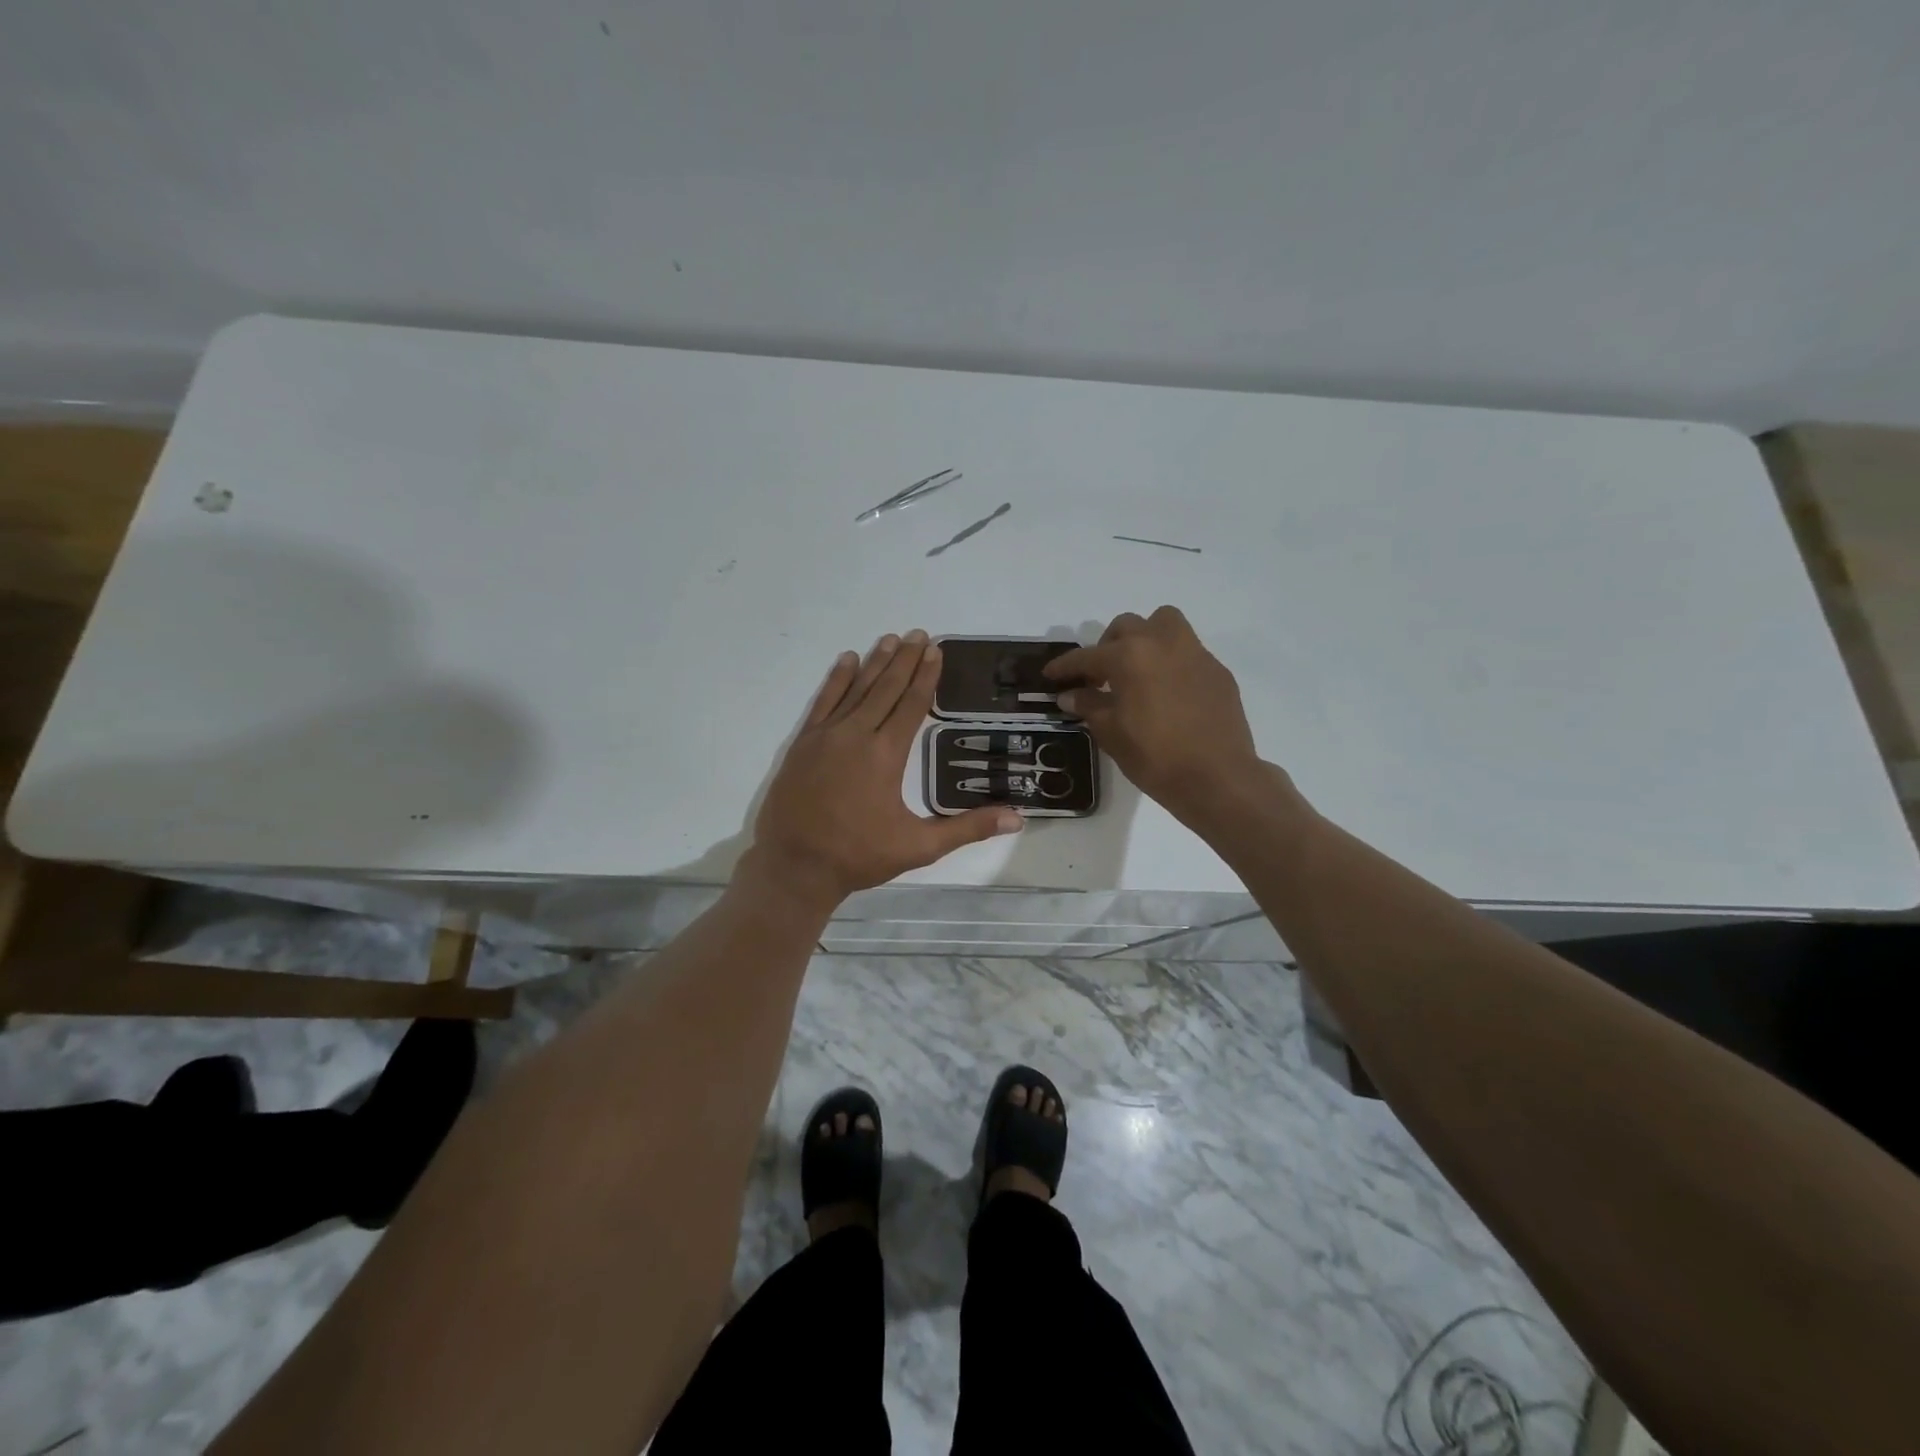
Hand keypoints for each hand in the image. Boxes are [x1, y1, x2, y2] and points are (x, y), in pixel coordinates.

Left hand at [747, 631, 1022, 911]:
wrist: (794, 866)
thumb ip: (968, 829)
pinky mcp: (803, 743)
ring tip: (890, 638)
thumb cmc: (859, 856)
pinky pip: (823, 701)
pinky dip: (836, 679)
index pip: (912, 705)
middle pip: (886, 689)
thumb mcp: (919, 846)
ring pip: (856, 689)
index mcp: (886, 755)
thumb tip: (1018, 818)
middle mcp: (857, 735)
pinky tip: (846, 660)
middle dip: (904, 660)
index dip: (925, 676)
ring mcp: (826, 736)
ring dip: (875, 662)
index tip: (935, 650)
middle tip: (919, 633)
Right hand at [1044, 606, 1272, 821]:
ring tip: (1137, 668)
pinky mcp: (1217, 670)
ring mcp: (1194, 653)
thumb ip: (1088, 706)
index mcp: (1129, 656)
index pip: (1087, 656)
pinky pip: (1187, 651)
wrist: (1217, 777)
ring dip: (1144, 637)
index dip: (1065, 666)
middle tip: (1099, 676)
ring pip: (1163, 624)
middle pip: (1126, 627)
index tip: (1051, 674)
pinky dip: (1171, 661)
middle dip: (1106, 646)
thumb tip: (1071, 695)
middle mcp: (1161, 642)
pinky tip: (1167, 691)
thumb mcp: (1111, 733)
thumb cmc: (1155, 756)